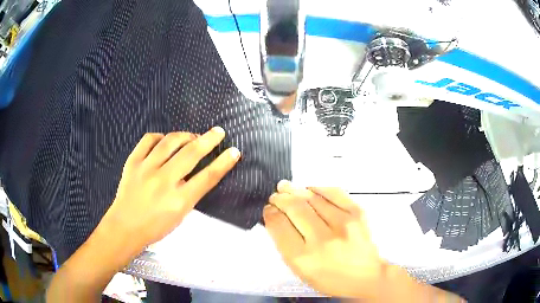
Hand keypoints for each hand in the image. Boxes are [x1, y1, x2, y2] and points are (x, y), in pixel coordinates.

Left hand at [101, 127, 240, 255]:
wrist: (125, 227)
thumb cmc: (155, 227)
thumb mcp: (180, 216)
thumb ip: (191, 193)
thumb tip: (200, 172)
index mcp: (179, 200)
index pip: (207, 177)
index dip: (223, 163)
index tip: (234, 151)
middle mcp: (164, 181)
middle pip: (191, 153)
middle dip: (209, 139)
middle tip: (218, 132)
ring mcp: (146, 169)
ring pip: (170, 141)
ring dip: (185, 135)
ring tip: (191, 137)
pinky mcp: (133, 162)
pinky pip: (148, 140)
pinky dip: (160, 137)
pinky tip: (164, 141)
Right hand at [263, 181, 384, 298]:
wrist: (366, 276)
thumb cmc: (330, 278)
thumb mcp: (301, 270)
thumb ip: (286, 244)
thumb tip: (277, 218)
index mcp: (303, 258)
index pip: (279, 226)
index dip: (270, 213)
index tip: (269, 209)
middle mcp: (322, 239)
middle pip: (295, 208)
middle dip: (280, 199)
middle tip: (275, 196)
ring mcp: (343, 224)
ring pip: (312, 198)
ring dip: (295, 190)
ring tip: (286, 187)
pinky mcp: (357, 213)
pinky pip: (334, 192)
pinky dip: (318, 188)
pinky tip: (310, 189)